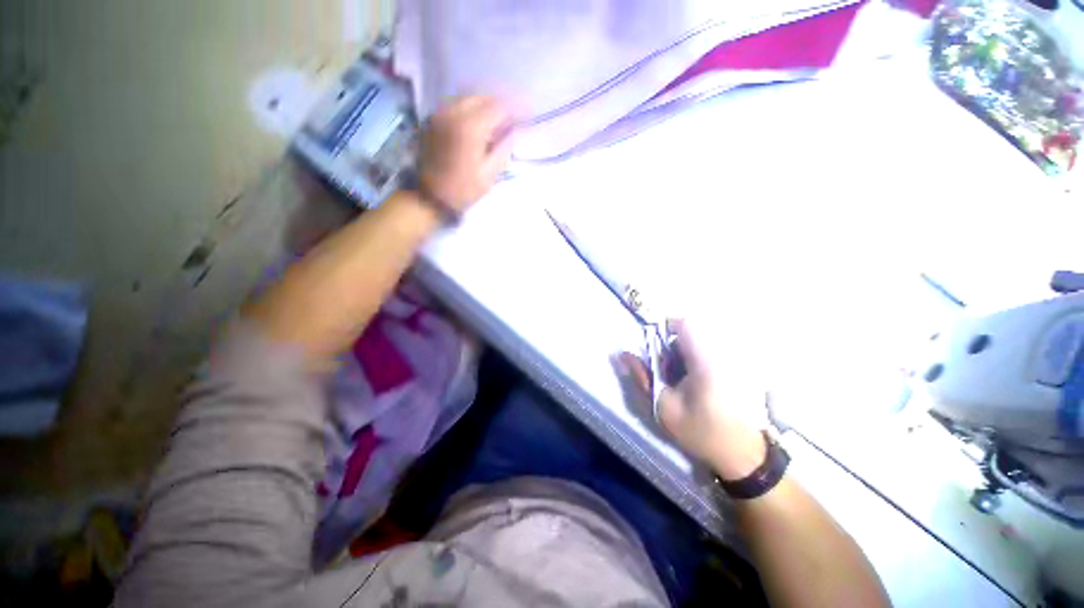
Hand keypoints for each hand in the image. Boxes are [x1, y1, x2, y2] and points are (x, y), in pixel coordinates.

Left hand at [419, 96, 513, 211]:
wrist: (430, 197)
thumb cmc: (462, 190)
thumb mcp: (489, 175)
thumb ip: (503, 149)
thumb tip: (513, 132)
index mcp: (470, 127)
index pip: (498, 107)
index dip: (515, 109)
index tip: (526, 115)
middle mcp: (454, 112)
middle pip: (482, 97)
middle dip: (500, 104)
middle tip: (512, 117)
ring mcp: (440, 114)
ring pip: (468, 98)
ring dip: (485, 105)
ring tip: (497, 120)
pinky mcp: (433, 121)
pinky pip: (456, 106)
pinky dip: (471, 110)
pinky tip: (478, 124)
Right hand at [619, 320, 769, 480]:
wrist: (745, 456)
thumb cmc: (702, 431)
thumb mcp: (665, 407)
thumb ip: (643, 377)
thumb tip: (623, 354)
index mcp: (704, 361)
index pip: (684, 323)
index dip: (665, 327)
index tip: (654, 345)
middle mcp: (722, 354)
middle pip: (691, 333)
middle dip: (673, 347)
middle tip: (666, 372)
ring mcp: (734, 361)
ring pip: (701, 343)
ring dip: (685, 355)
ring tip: (682, 381)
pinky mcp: (739, 369)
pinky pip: (713, 353)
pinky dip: (698, 362)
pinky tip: (698, 385)